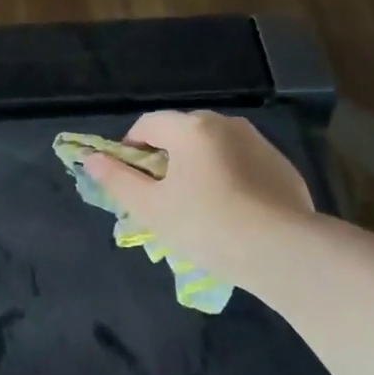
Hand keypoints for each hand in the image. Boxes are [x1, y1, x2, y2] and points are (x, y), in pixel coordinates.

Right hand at [83, 111, 315, 283]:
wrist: (281, 250)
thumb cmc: (205, 225)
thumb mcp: (150, 207)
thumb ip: (117, 179)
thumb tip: (91, 159)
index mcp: (191, 128)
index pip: (148, 123)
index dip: (130, 148)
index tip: (129, 180)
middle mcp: (226, 124)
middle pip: (182, 133)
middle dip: (165, 158)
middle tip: (161, 198)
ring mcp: (259, 143)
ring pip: (214, 148)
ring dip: (197, 168)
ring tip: (197, 207)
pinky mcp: (282, 167)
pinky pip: (242, 164)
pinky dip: (228, 179)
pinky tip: (230, 212)